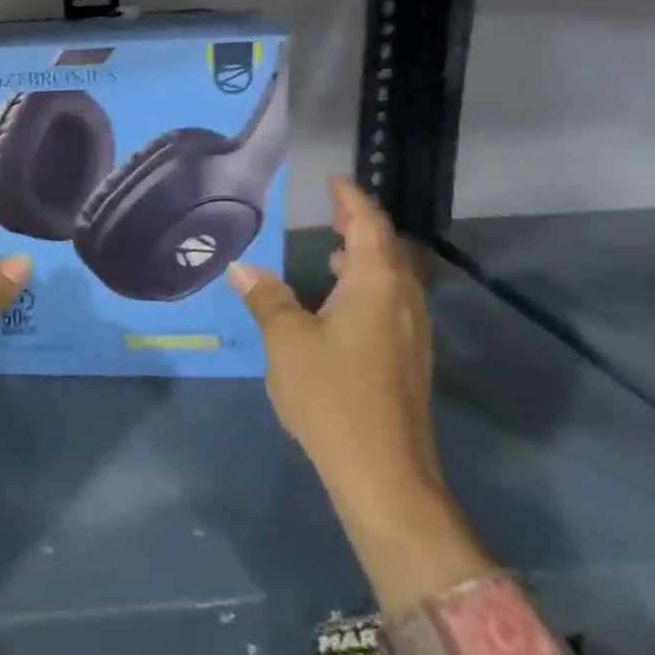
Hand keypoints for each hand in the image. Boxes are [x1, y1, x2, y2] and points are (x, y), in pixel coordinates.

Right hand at [229, 176, 488, 614]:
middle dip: (361, 227)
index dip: (351, 200)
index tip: (331, 181)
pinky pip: (389, 304)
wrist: (383, 474)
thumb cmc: (332, 394)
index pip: (370, 226)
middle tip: (330, 213)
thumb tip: (244, 268)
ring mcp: (410, 334)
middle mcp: (403, 302)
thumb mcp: (287, 340)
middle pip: (389, 250)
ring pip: (392, 280)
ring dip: (365, 259)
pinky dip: (365, 288)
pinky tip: (338, 306)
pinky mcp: (407, 361)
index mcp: (377, 286)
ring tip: (332, 253)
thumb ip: (267, 298)